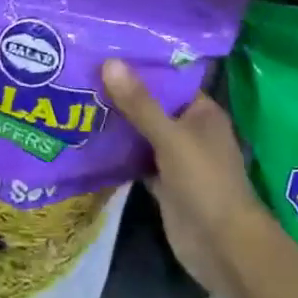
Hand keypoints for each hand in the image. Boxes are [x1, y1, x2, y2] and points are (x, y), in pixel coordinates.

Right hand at [101, 60, 265, 296]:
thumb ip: (140, 104)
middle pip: (151, 106)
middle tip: (79, 74)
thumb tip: (109, 62)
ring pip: (142, 134)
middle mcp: (190, 130)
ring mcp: (176, 158)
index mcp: (202, 112)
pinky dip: (118, 153)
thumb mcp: (171, 138)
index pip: (168, 80)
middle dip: (121, 94)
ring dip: (117, 123)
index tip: (103, 51)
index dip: (139, 67)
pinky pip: (136, 160)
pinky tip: (87, 139)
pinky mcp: (163, 183)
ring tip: (76, 99)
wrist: (221, 246)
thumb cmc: (205, 182)